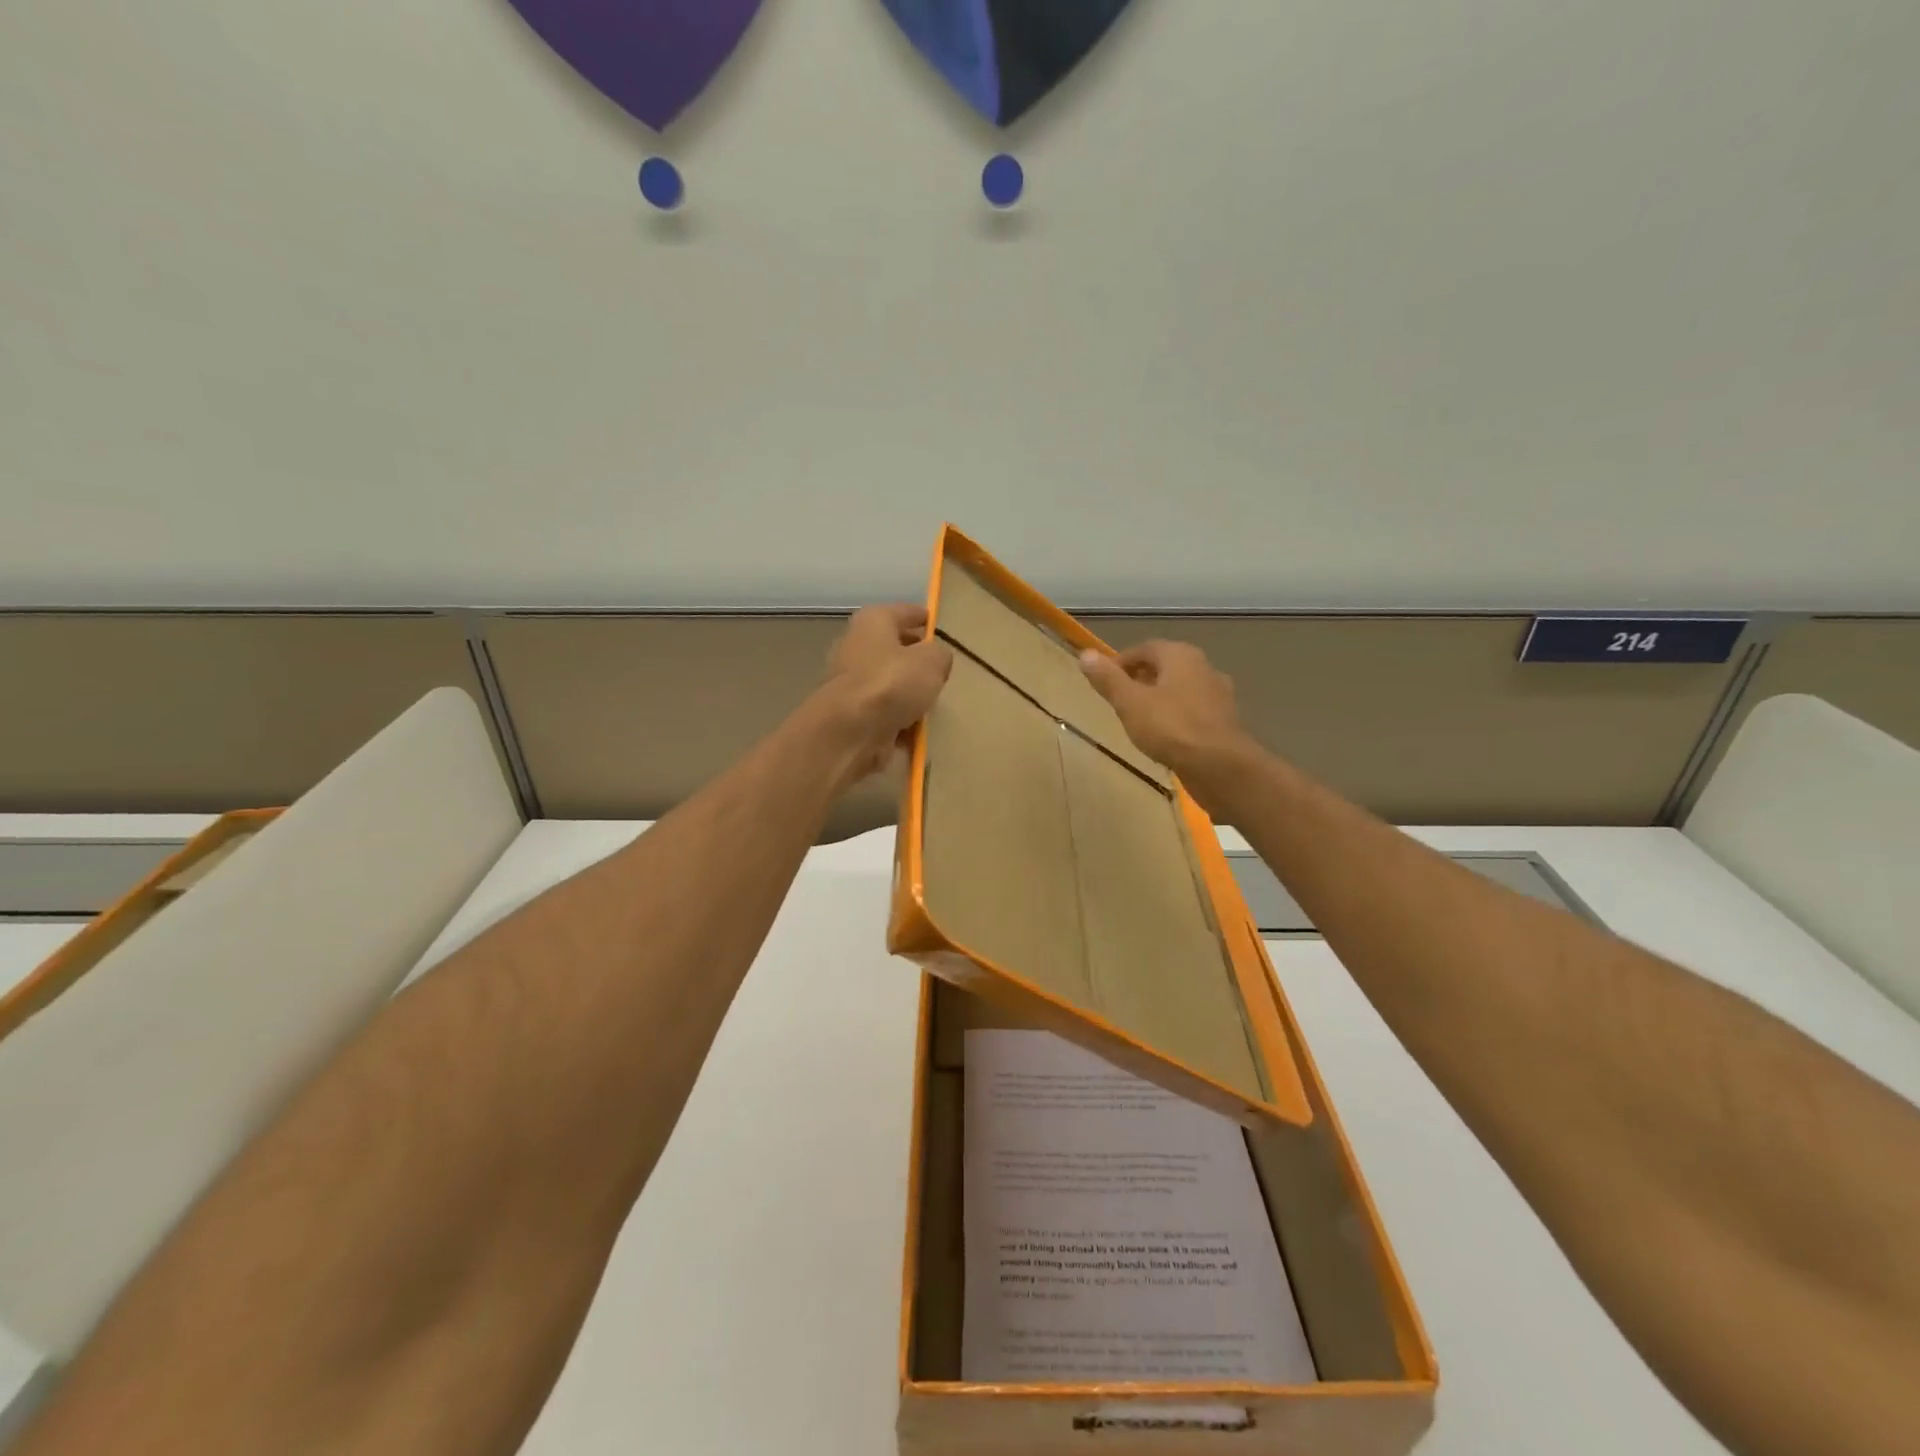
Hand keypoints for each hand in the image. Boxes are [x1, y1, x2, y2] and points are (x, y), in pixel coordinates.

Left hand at [820, 604, 953, 788]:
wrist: (849, 731)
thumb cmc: (891, 683)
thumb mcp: (932, 661)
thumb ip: (940, 655)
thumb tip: (936, 660)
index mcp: (873, 622)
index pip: (903, 612)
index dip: (922, 617)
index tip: (937, 625)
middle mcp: (856, 646)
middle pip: (893, 649)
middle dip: (915, 659)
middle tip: (940, 669)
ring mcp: (850, 683)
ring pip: (888, 683)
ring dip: (907, 693)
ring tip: (932, 703)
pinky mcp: (850, 714)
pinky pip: (882, 713)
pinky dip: (898, 720)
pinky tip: (916, 730)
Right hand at [1079, 640, 1254, 806]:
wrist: (1221, 767)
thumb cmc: (1171, 728)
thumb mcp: (1130, 703)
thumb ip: (1108, 679)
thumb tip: (1085, 654)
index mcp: (1180, 655)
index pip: (1144, 649)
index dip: (1120, 663)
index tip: (1104, 682)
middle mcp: (1203, 667)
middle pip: (1164, 667)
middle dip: (1140, 680)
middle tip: (1118, 701)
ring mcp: (1218, 694)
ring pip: (1180, 689)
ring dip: (1159, 699)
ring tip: (1138, 720)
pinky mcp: (1224, 721)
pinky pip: (1192, 711)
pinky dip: (1175, 717)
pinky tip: (1165, 737)